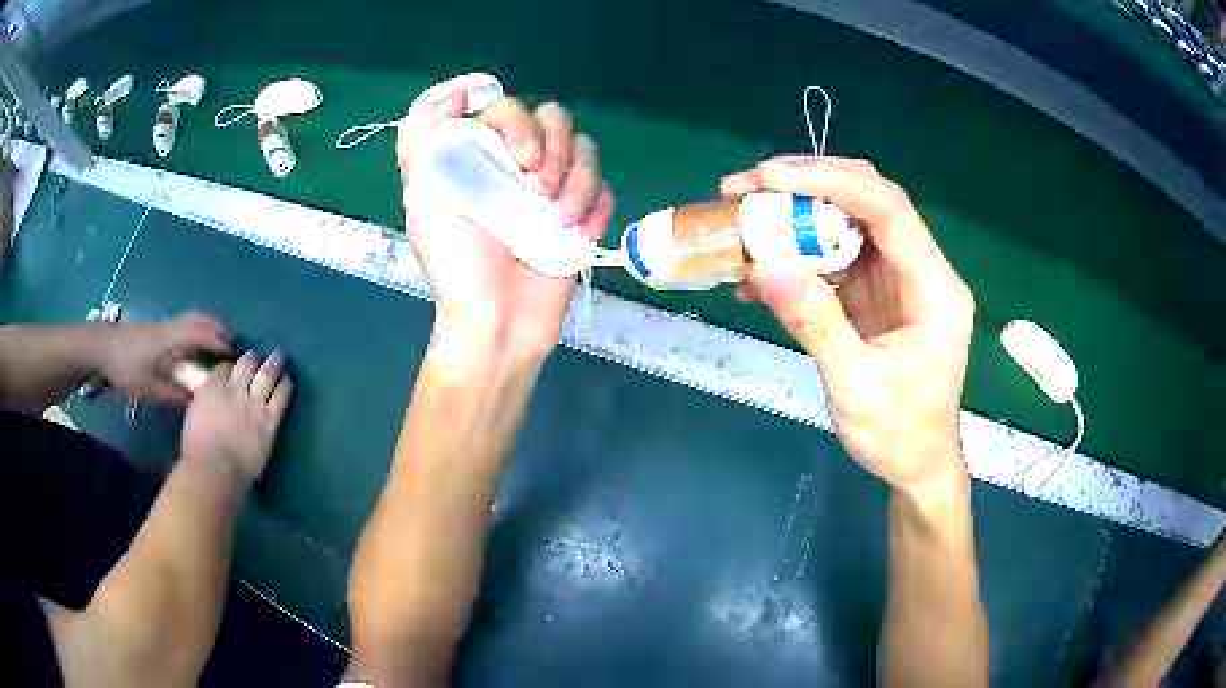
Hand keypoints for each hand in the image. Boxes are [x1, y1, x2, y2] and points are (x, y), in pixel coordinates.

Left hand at [100, 312, 231, 405]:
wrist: (104, 349)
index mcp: (173, 339)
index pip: (204, 334)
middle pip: (202, 319)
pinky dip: (198, 331)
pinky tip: (196, 350)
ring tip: (217, 349)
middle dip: (219, 331)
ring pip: (194, 319)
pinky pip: (186, 325)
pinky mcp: (159, 331)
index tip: (237, 357)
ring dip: (209, 329)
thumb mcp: (151, 389)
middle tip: (231, 352)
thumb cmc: (128, 368)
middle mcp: (173, 327)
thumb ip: (175, 396)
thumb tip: (198, 402)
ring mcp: (166, 327)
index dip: (222, 343)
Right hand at [181, 351, 291, 484]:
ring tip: (278, 357)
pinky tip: (288, 380)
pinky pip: (280, 400)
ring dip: (273, 364)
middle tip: (255, 356)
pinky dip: (285, 387)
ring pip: (266, 376)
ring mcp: (253, 405)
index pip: (223, 369)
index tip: (232, 369)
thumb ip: (203, 403)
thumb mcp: (193, 415)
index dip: (229, 368)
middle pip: (246, 365)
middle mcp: (234, 391)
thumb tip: (206, 401)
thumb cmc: (197, 449)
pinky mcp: (268, 423)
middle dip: (251, 359)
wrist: (216, 469)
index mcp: (212, 388)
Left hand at [397, 90, 615, 359]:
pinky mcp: (579, 219)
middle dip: (556, 151)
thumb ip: (422, 139)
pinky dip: (598, 208)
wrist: (497, 322)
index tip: (520, 161)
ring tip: (560, 221)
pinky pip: (605, 191)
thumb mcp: (423, 197)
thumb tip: (455, 93)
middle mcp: (516, 166)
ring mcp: (551, 191)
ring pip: (587, 151)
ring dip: (581, 181)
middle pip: (557, 121)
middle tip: (538, 191)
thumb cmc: (456, 263)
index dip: (522, 126)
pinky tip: (580, 234)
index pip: (512, 110)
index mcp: (480, 156)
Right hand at [723, 156, 974, 495]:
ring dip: (796, 215)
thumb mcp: (855, 386)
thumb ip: (815, 323)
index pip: (887, 209)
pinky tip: (761, 271)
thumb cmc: (899, 435)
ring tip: (742, 218)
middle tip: (747, 186)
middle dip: (807, 184)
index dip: (829, 181)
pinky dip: (798, 254)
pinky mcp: (878, 292)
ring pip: (849, 221)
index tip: (768, 178)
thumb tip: (763, 265)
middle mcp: (921, 270)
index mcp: (934, 288)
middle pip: (869, 200)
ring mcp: (899, 278)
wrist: (918, 465)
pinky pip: (837, 255)